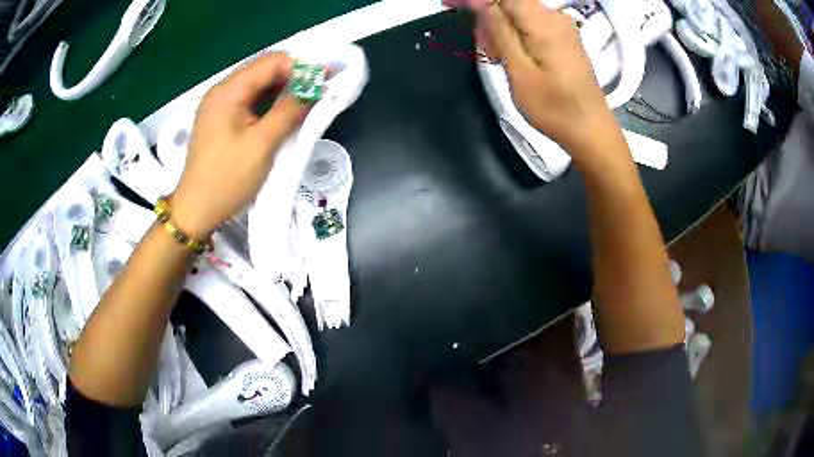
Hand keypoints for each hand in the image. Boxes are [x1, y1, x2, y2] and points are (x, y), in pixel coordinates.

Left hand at [171, 52, 311, 238]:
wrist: (196, 211)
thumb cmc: (227, 179)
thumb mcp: (262, 144)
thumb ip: (289, 111)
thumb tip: (316, 86)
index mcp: (228, 91)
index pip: (271, 62)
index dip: (300, 67)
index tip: (324, 81)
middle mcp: (222, 91)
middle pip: (263, 70)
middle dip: (293, 77)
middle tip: (319, 92)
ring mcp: (219, 105)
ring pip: (257, 85)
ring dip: (282, 90)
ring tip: (306, 102)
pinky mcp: (220, 120)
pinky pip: (250, 101)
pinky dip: (269, 102)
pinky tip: (283, 113)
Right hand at [472, 0, 622, 153]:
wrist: (591, 131)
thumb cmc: (555, 108)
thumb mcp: (520, 71)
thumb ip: (500, 31)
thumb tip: (482, 3)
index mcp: (543, 22)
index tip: (449, 4)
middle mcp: (555, 17)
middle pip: (511, 3)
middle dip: (487, 16)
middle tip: (479, 46)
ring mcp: (562, 28)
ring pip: (520, 14)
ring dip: (500, 28)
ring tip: (494, 56)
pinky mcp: (564, 40)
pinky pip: (532, 25)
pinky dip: (515, 35)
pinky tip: (510, 56)